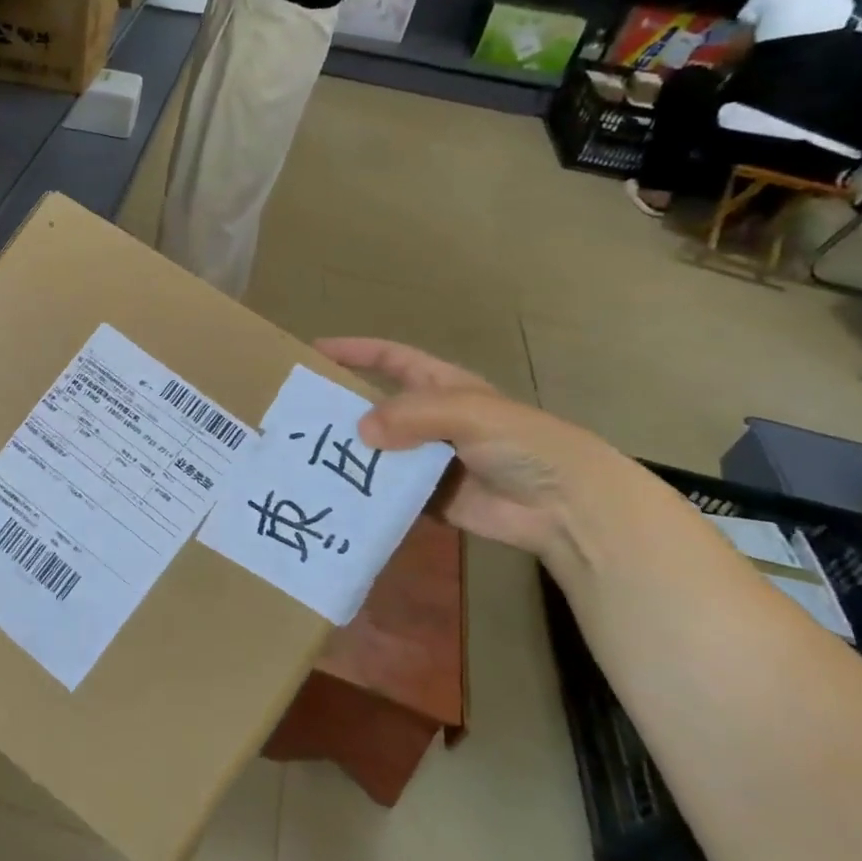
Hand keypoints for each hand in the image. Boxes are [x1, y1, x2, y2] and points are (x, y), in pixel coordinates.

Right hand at [316, 338, 622, 560]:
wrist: (565, 508)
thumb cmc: (522, 443)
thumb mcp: (467, 412)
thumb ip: (411, 415)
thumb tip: (359, 432)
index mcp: (442, 387)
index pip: (390, 359)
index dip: (354, 352)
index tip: (313, 352)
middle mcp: (429, 420)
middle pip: (375, 407)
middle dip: (340, 408)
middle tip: (296, 415)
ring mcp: (427, 460)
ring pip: (377, 451)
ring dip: (347, 455)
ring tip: (303, 458)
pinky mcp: (427, 498)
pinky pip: (387, 491)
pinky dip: (365, 493)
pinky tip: (333, 495)